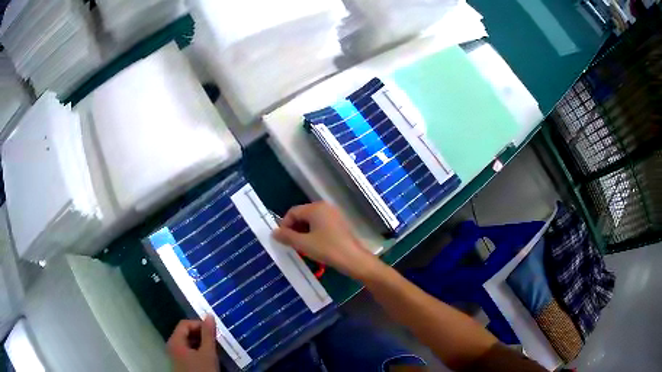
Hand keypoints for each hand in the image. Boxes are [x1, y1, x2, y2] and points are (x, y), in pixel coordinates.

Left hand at [168, 316, 218, 371]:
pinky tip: (208, 357)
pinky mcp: (180, 362)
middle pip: (185, 332)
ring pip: (187, 342)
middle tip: (215, 340)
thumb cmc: (201, 371)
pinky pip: (188, 350)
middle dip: (201, 334)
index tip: (213, 331)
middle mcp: (172, 345)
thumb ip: (208, 334)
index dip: (199, 324)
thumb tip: (209, 316)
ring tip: (213, 348)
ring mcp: (175, 354)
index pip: (185, 324)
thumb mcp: (208, 353)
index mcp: (175, 341)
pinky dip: (198, 350)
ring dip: (200, 342)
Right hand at [272, 202, 380, 279]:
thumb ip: (287, 237)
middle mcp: (325, 207)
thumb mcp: (304, 244)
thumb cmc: (327, 249)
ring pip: (311, 220)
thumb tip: (274, 232)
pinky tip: (314, 246)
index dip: (284, 225)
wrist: (354, 259)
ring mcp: (334, 214)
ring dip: (303, 232)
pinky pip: (321, 224)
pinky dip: (313, 233)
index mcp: (315, 208)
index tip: (282, 240)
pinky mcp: (339, 223)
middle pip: (302, 215)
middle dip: (294, 229)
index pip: (292, 212)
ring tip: (302, 247)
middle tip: (291, 244)